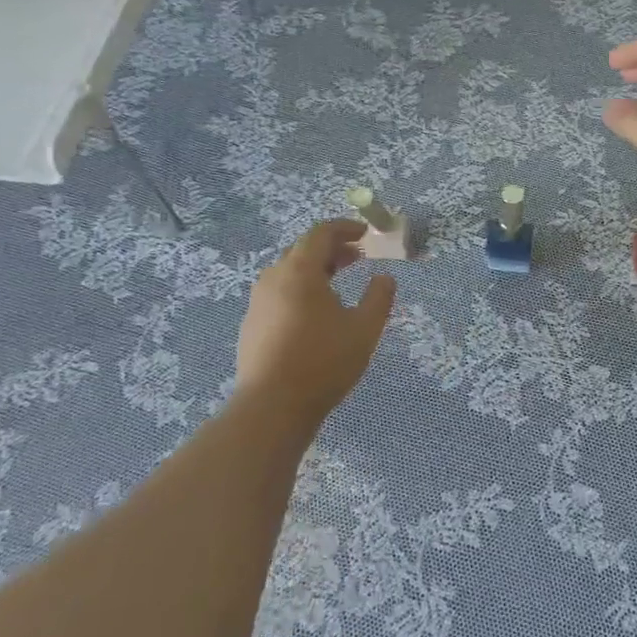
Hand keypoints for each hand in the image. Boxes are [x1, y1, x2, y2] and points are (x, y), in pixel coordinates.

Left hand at [234, 220, 396, 427]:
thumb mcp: (364, 329)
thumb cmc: (323, 362)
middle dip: (332, 248)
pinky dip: (299, 288)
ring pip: (288, 272)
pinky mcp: (251, 325)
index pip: (321, 233)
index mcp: (300, 271)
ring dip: (315, 269)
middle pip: (302, 249)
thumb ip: (379, 297)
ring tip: (338, 283)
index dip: (345, 228)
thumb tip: (385, 278)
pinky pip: (278, 293)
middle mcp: (274, 279)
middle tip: (357, 258)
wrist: (271, 408)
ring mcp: (258, 302)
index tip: (366, 234)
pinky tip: (314, 313)